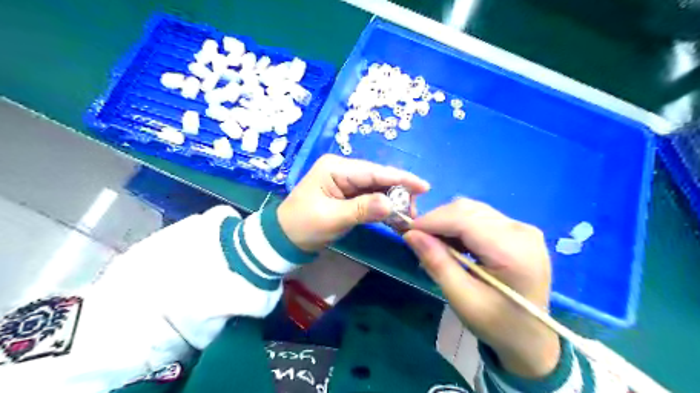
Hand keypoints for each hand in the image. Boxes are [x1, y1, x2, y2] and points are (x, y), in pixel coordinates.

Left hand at [277, 153, 428, 251]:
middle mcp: (342, 170)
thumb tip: (392, 205)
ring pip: (376, 188)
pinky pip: (370, 198)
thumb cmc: (303, 226)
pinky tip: (394, 216)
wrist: (284, 239)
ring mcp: (345, 182)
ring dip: (392, 201)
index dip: (400, 178)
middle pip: (377, 178)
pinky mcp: (347, 195)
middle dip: (398, 192)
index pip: (373, 171)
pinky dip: (382, 207)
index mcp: (335, 168)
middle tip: (414, 211)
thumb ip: (362, 209)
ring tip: (407, 215)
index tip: (424, 186)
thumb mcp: (332, 218)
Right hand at [406, 200, 558, 377]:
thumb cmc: (497, 325)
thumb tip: (410, 234)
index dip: (431, 220)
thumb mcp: (463, 300)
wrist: (532, 338)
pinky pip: (479, 217)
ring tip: (433, 243)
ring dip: (446, 221)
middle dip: (437, 220)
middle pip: (468, 210)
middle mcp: (521, 230)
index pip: (464, 219)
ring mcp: (522, 228)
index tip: (406, 230)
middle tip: (417, 239)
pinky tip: (452, 243)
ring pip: (472, 210)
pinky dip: (459, 225)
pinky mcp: (517, 230)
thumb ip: (437, 264)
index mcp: (514, 251)